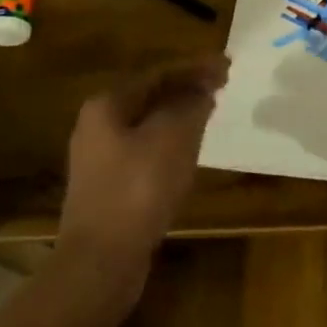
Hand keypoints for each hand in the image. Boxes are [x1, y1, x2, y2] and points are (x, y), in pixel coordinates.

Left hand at [57, 56, 228, 296]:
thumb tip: (202, 90)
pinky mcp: (110, 187)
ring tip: (211, 111)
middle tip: (223, 85)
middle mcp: (98, 125)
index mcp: (107, 105)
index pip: (159, 73)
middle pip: (151, 95)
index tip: (229, 65)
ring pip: (149, 123)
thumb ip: (191, 104)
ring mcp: (101, 158)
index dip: (196, 67)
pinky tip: (191, 149)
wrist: (101, 261)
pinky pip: (146, 150)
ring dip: (181, 114)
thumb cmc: (138, 189)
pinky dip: (172, 141)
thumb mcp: (174, 137)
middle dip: (187, 88)